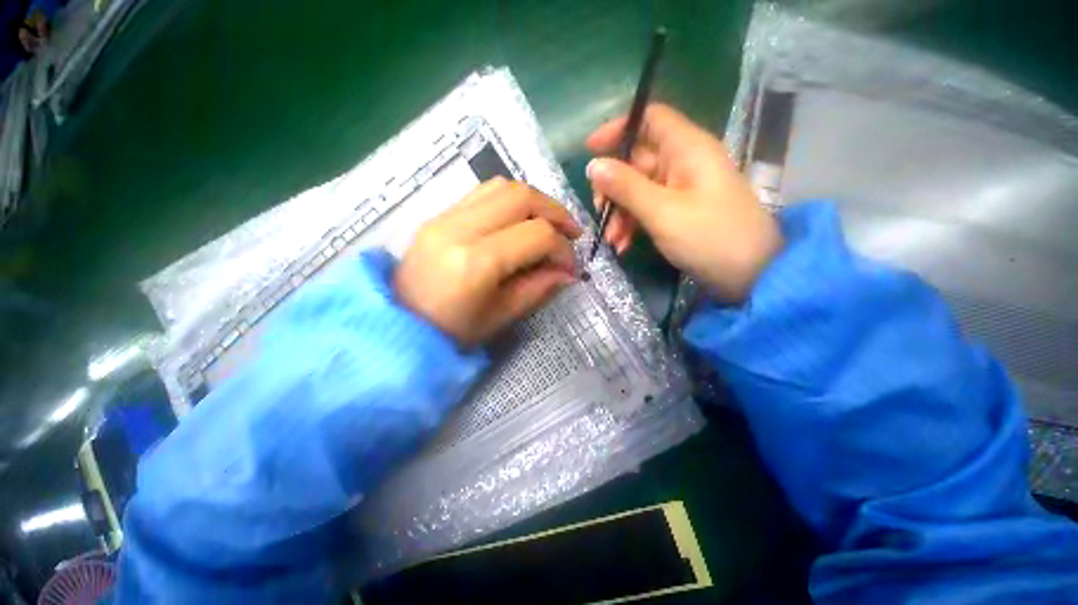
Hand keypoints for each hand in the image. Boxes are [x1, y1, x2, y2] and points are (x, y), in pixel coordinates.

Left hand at [395, 178, 581, 347]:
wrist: (399, 324)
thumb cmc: (452, 332)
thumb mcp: (501, 316)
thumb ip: (539, 289)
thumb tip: (569, 272)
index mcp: (476, 262)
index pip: (536, 235)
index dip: (562, 248)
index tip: (570, 266)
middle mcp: (459, 229)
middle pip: (521, 197)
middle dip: (556, 211)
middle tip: (571, 233)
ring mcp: (444, 216)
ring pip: (502, 186)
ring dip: (534, 201)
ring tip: (549, 223)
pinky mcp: (438, 215)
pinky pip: (482, 193)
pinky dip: (510, 201)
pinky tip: (520, 221)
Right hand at [586, 104, 782, 303]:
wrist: (751, 274)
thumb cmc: (709, 237)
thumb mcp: (662, 212)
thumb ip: (625, 186)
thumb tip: (593, 165)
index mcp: (687, 148)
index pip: (650, 119)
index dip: (618, 129)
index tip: (590, 151)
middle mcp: (684, 162)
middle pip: (637, 160)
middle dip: (613, 187)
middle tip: (599, 211)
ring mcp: (682, 188)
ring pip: (638, 189)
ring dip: (620, 212)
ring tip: (613, 240)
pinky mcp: (680, 211)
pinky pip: (648, 208)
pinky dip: (633, 224)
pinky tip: (623, 245)